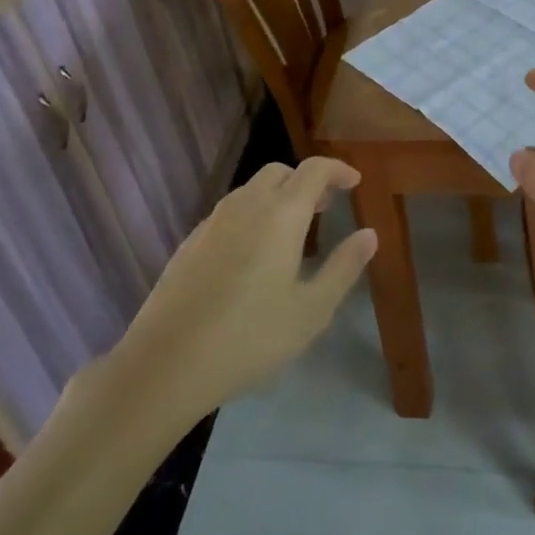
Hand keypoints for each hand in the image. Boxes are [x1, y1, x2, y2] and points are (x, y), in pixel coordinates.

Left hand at [108, 158, 375, 416]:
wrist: (165, 364)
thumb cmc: (249, 337)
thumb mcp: (311, 310)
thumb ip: (344, 267)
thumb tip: (369, 235)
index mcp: (281, 215)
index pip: (314, 170)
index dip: (337, 170)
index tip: (354, 182)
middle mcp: (246, 206)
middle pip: (280, 172)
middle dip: (307, 181)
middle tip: (326, 206)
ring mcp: (212, 222)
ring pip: (252, 190)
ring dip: (278, 196)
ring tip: (294, 230)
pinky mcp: (190, 243)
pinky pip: (230, 212)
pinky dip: (253, 214)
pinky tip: (254, 254)